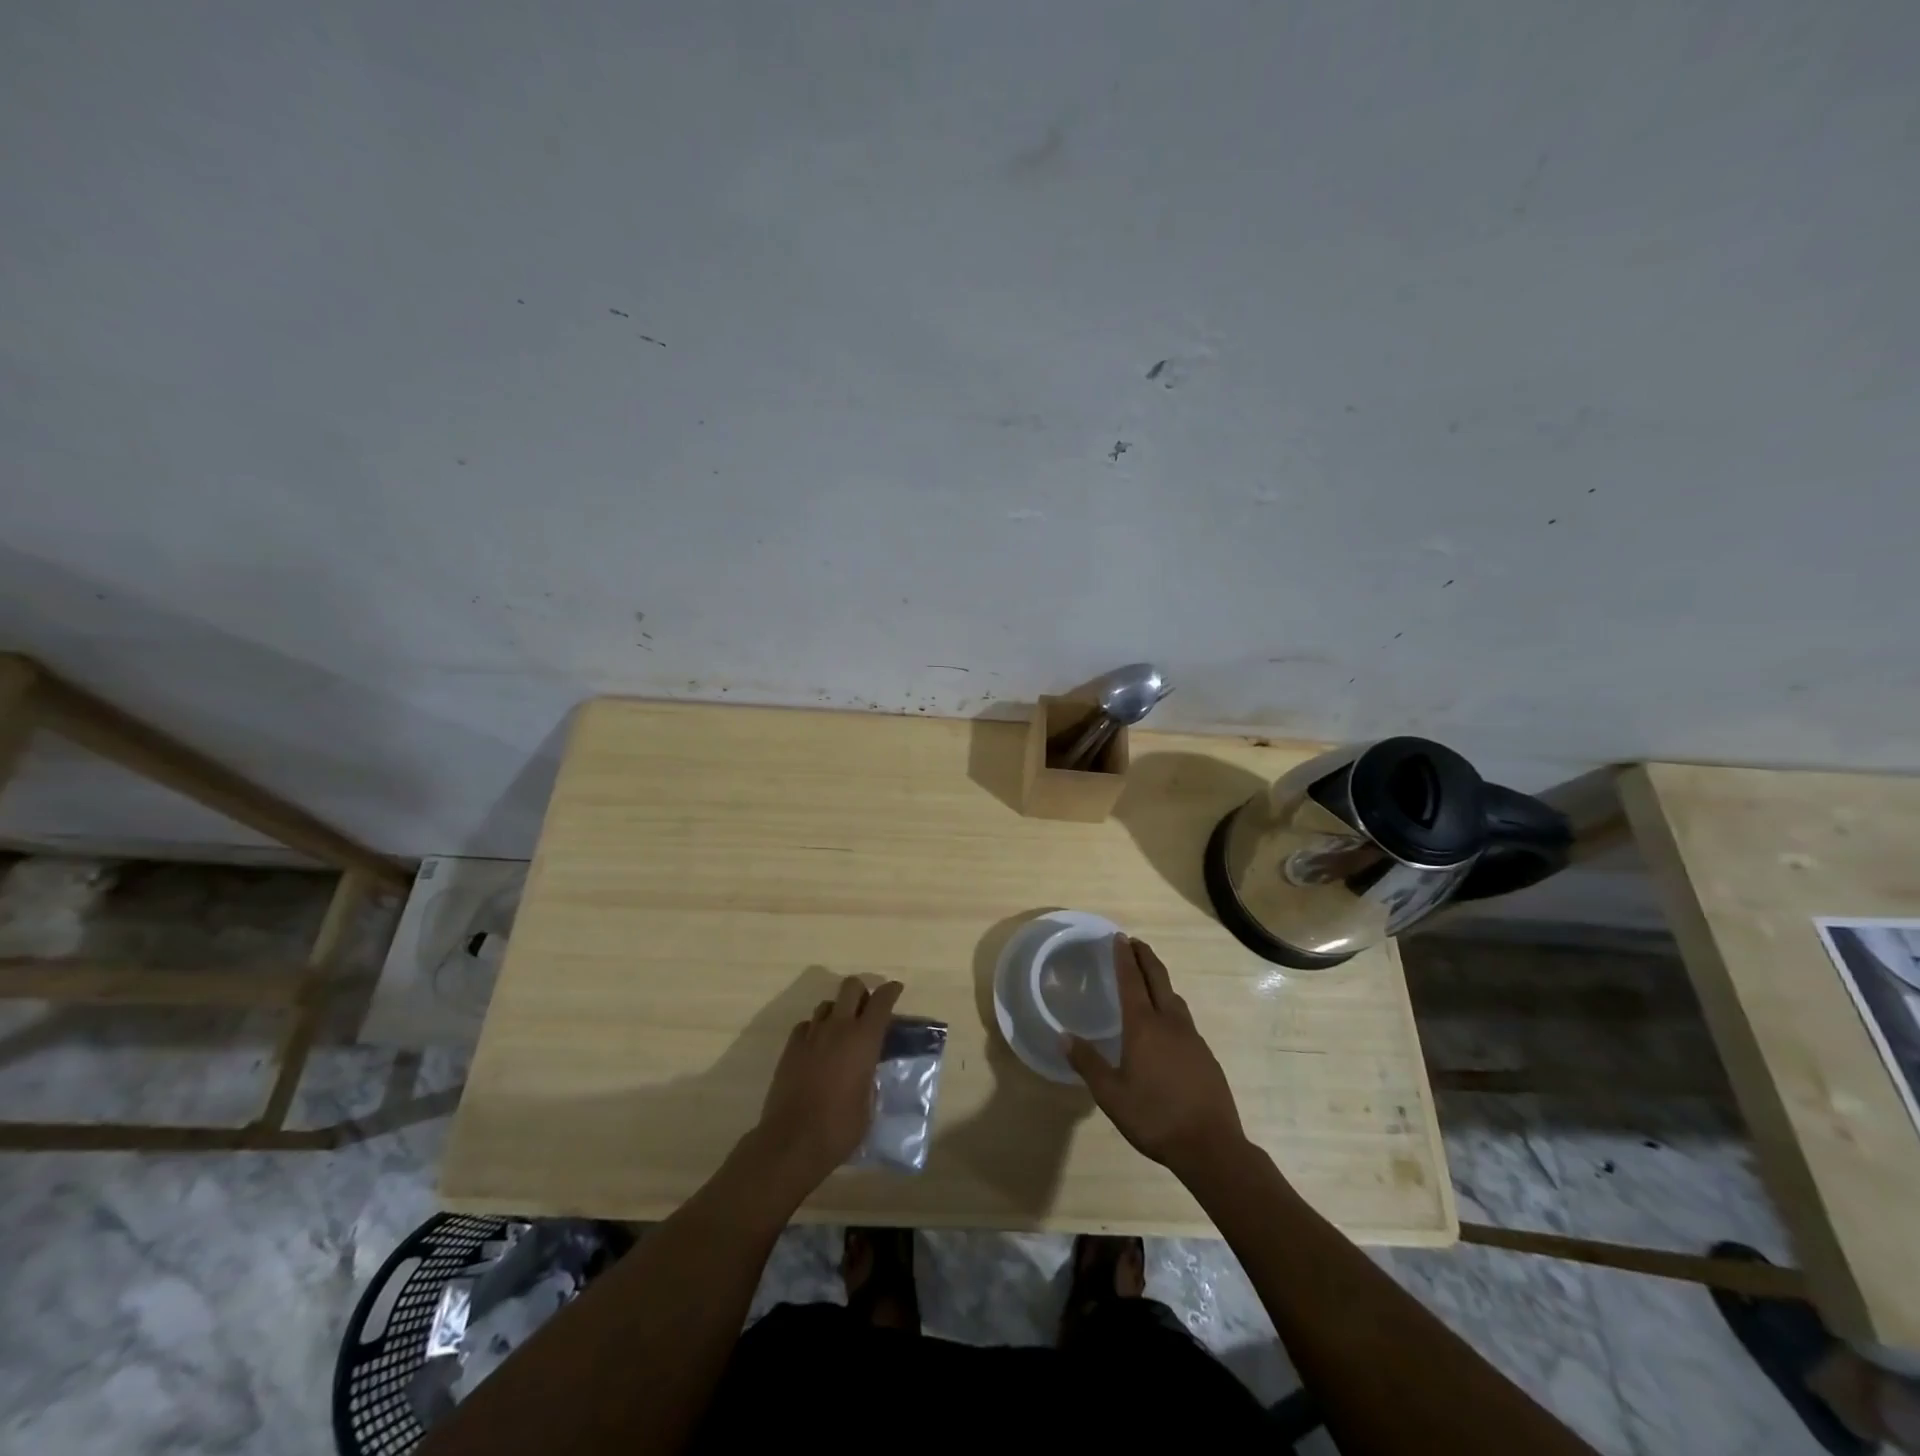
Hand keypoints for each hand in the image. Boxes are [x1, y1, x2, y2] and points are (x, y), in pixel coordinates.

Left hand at [752, 975, 903, 1194]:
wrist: (792, 1142)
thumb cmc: (840, 1127)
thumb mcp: (869, 1102)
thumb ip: (870, 1076)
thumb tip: (866, 1068)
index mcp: (864, 1039)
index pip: (881, 1001)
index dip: (890, 991)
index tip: (896, 989)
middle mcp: (838, 1028)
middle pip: (851, 987)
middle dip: (862, 992)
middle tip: (867, 1010)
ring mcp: (811, 1035)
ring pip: (826, 1004)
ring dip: (838, 1011)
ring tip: (842, 1031)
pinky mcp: (790, 1048)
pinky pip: (806, 1025)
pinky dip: (815, 1029)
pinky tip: (818, 1046)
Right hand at [1066, 935, 1246, 1180]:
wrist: (1211, 1146)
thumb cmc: (1154, 1117)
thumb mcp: (1111, 1095)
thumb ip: (1087, 1063)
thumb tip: (1063, 1036)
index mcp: (1143, 1026)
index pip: (1131, 980)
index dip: (1124, 957)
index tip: (1119, 937)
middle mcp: (1169, 1022)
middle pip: (1158, 978)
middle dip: (1145, 957)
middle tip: (1133, 943)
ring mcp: (1192, 1037)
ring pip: (1174, 997)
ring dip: (1159, 980)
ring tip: (1148, 979)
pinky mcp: (1205, 1054)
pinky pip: (1184, 1019)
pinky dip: (1171, 1006)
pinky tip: (1166, 1025)